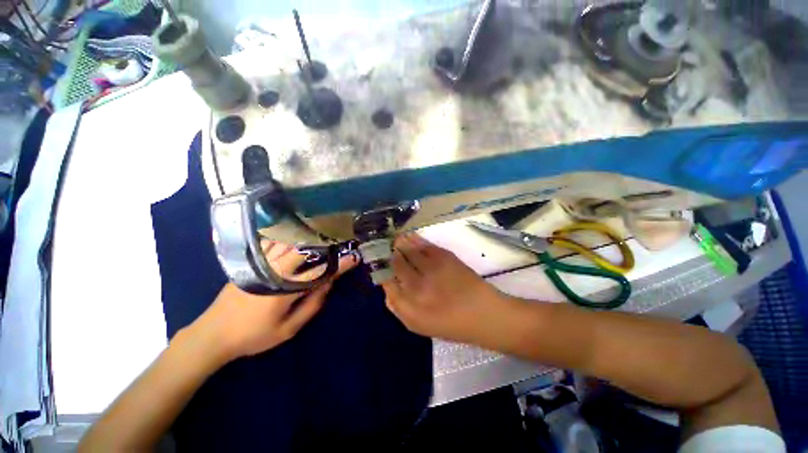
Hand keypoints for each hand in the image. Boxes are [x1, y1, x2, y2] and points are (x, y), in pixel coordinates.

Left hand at [190, 242, 358, 362]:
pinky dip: (287, 236)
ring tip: (324, 232)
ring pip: (288, 243)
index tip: (354, 258)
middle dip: (325, 244)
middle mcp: (275, 270)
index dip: (339, 265)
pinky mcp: (251, 263)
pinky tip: (295, 233)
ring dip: (308, 237)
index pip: (319, 272)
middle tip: (341, 239)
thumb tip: (327, 284)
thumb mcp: (288, 330)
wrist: (212, 334)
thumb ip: (311, 306)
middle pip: (305, 250)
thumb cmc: (253, 336)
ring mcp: (261, 264)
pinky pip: (272, 243)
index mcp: (285, 288)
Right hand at [382, 233, 508, 344]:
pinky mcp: (445, 257)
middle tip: (384, 247)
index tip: (379, 264)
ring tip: (394, 238)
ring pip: (407, 251)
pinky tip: (409, 236)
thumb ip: (398, 308)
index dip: (381, 270)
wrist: (483, 314)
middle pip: (395, 263)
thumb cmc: (450, 323)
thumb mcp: (418, 325)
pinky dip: (414, 239)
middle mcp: (417, 287)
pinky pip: (423, 245)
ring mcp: (431, 269)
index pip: (386, 282)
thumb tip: (385, 287)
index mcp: (409, 307)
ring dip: (398, 243)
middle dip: (387, 254)